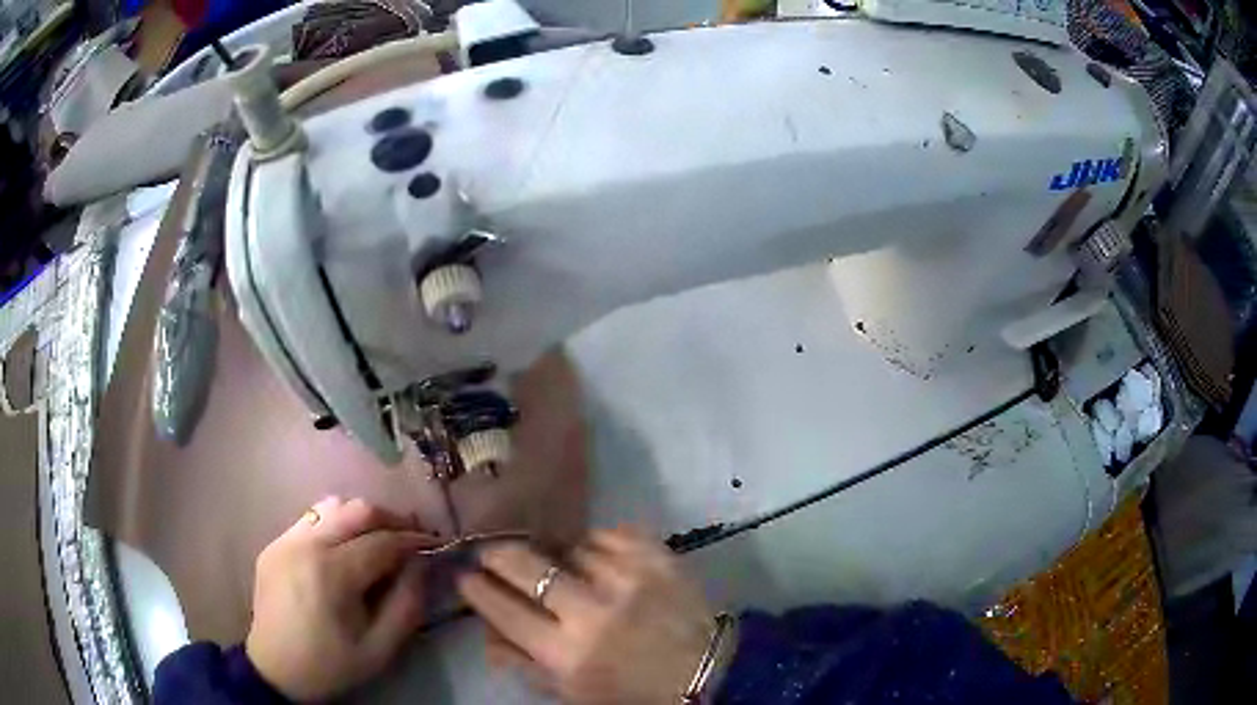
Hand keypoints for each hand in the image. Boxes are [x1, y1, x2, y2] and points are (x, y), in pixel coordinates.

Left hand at [245, 497, 437, 700]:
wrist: (274, 669)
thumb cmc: (330, 665)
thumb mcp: (380, 650)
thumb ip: (406, 605)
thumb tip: (422, 564)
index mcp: (331, 574)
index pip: (382, 541)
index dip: (413, 540)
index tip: (435, 544)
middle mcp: (305, 545)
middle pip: (357, 510)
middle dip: (391, 519)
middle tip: (411, 536)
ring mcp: (285, 540)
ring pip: (332, 506)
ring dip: (362, 517)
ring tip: (379, 539)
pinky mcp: (274, 544)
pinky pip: (311, 519)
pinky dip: (336, 525)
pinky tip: (345, 549)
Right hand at [458, 528, 718, 703]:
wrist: (710, 672)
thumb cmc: (634, 691)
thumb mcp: (572, 694)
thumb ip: (523, 664)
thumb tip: (485, 631)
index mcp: (568, 655)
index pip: (503, 610)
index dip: (477, 590)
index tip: (467, 577)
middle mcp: (592, 612)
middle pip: (525, 565)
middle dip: (498, 554)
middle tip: (492, 552)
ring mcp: (628, 579)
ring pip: (568, 547)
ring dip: (559, 557)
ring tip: (565, 569)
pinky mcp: (658, 558)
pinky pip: (609, 534)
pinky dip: (598, 544)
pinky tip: (601, 560)